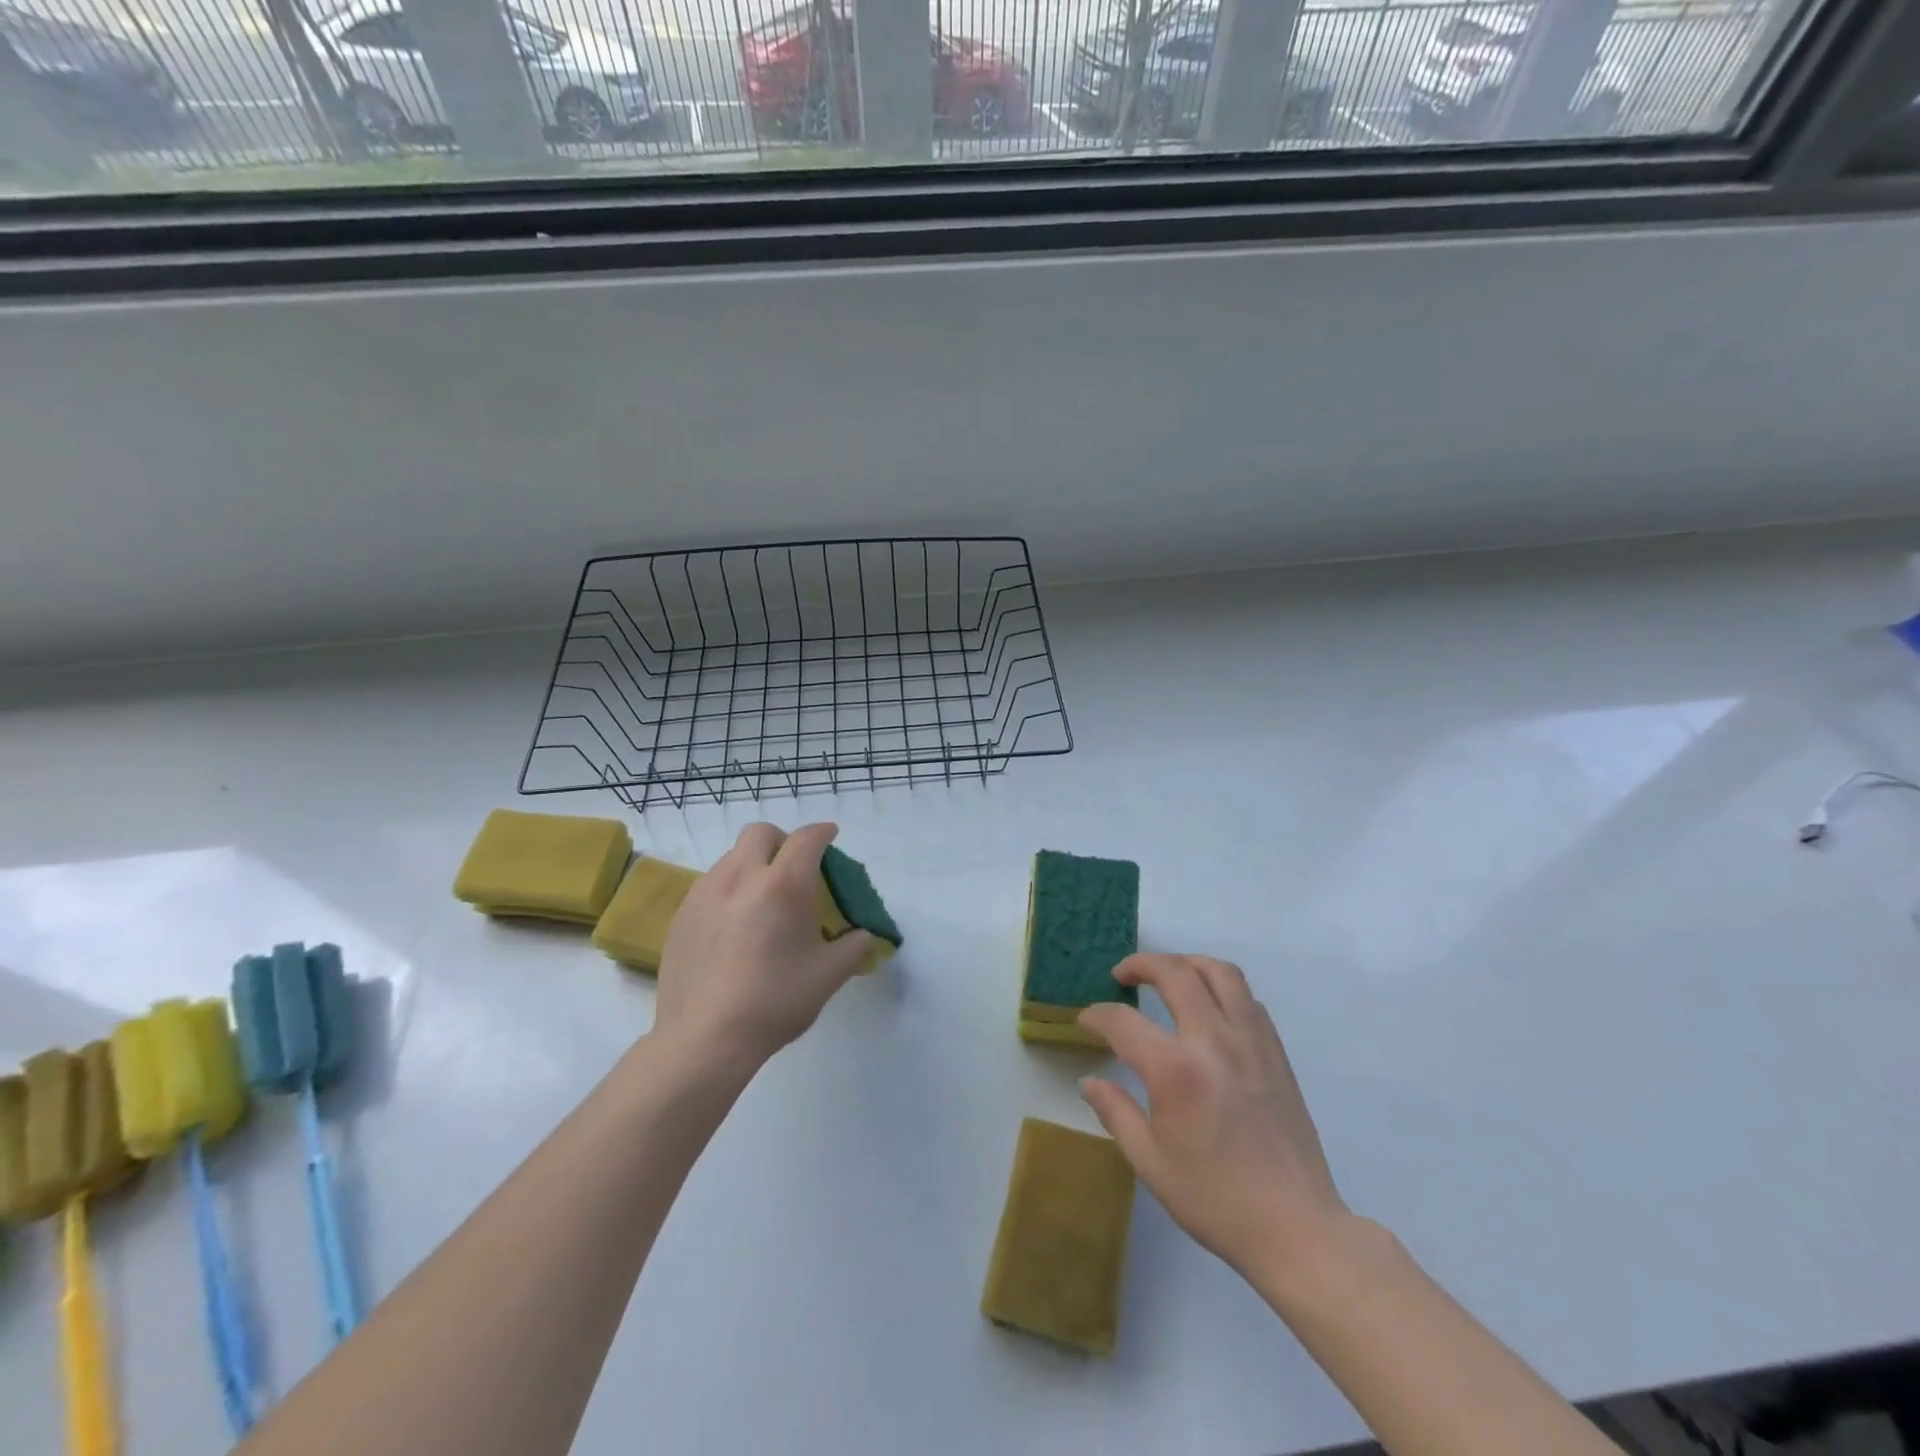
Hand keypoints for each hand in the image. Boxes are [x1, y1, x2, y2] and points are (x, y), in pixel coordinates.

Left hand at [654, 822, 875, 1067]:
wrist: (704, 1039)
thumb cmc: (775, 1002)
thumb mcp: (829, 976)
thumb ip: (854, 947)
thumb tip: (863, 935)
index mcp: (783, 885)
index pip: (806, 839)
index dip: (822, 832)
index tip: (831, 836)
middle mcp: (741, 877)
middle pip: (761, 833)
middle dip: (783, 840)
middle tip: (794, 867)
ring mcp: (705, 893)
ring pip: (732, 857)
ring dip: (753, 864)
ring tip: (762, 898)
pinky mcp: (682, 914)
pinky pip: (710, 884)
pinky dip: (729, 888)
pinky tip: (734, 924)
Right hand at [1079, 954, 1350, 1283]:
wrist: (1296, 1227)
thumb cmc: (1216, 1200)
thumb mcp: (1150, 1162)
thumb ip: (1116, 1112)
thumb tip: (1089, 1081)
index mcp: (1175, 1071)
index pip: (1123, 1021)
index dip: (1097, 1016)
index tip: (1086, 1021)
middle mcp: (1213, 1041)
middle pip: (1175, 973)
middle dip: (1141, 964)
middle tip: (1122, 975)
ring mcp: (1251, 1041)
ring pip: (1219, 972)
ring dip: (1186, 962)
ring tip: (1168, 974)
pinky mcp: (1275, 1051)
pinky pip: (1246, 997)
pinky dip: (1220, 987)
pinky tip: (1208, 1007)